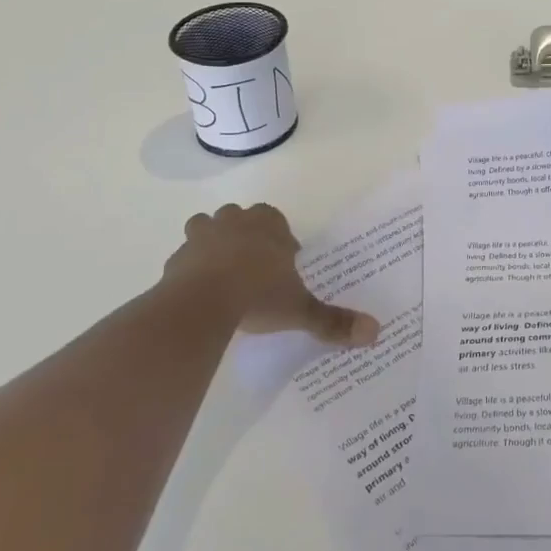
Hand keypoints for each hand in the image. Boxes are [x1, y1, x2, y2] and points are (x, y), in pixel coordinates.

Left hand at [160, 203, 379, 346]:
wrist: (201, 304)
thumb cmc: (258, 294)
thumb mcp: (299, 310)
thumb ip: (333, 321)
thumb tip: (375, 333)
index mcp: (267, 225)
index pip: (275, 218)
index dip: (279, 237)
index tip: (284, 261)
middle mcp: (234, 223)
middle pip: (240, 218)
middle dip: (246, 235)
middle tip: (254, 266)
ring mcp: (201, 238)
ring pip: (206, 228)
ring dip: (213, 243)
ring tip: (223, 273)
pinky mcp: (176, 259)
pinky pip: (185, 258)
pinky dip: (191, 269)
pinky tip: (199, 293)